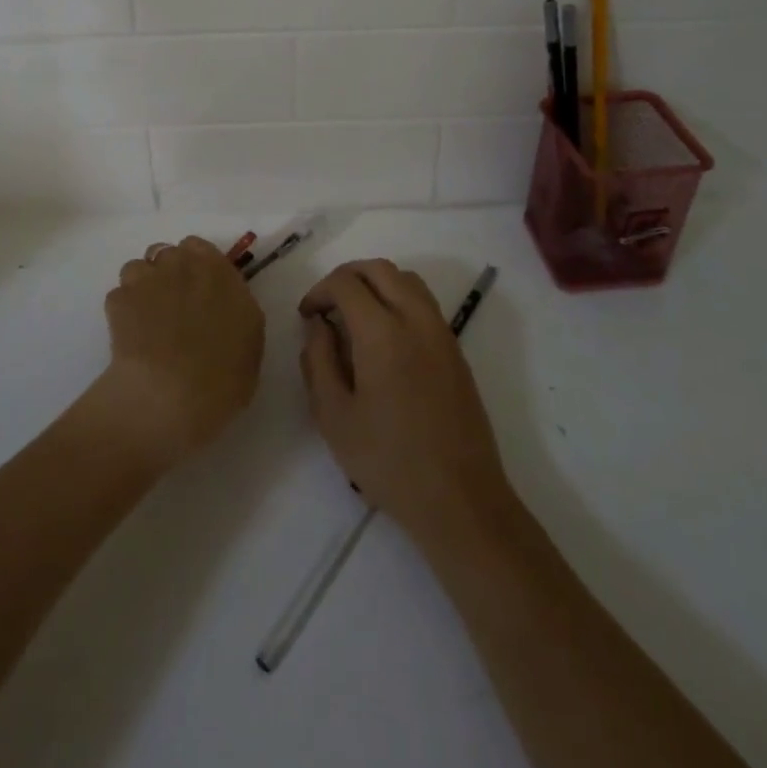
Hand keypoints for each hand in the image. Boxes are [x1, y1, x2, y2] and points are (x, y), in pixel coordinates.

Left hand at [98, 236, 263, 468]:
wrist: (171, 394)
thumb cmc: (224, 373)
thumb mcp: (250, 338)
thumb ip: (235, 308)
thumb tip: (223, 305)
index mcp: (217, 270)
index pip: (198, 248)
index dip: (195, 266)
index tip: (198, 288)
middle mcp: (180, 265)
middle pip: (166, 254)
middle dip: (167, 273)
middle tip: (172, 306)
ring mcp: (145, 280)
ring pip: (138, 269)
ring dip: (142, 286)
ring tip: (146, 319)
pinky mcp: (117, 301)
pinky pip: (119, 296)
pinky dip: (123, 311)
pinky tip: (129, 336)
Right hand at [299, 260, 516, 544]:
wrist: (460, 498)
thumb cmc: (389, 461)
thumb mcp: (334, 417)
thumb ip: (318, 361)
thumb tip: (319, 326)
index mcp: (382, 332)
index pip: (346, 283)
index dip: (319, 291)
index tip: (307, 316)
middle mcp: (416, 319)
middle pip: (379, 269)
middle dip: (347, 277)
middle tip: (326, 305)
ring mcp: (441, 331)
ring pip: (406, 279)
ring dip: (376, 283)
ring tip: (354, 315)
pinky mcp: (455, 348)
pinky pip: (424, 302)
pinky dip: (398, 298)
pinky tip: (384, 335)